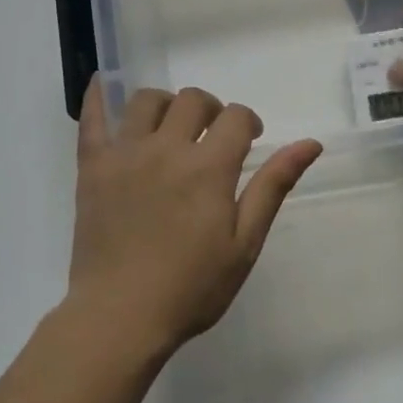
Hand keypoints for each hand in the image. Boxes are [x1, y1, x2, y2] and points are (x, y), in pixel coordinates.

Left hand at [67, 78, 321, 356]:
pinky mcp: (93, 168)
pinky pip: (92, 119)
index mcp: (208, 167)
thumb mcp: (244, 242)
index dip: (248, 122)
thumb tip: (311, 143)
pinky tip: (106, 85)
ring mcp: (125, 155)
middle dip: (212, 109)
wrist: (119, 317)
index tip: (250, 140)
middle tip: (213, 136)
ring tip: (170, 128)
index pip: (236, 117)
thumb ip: (273, 186)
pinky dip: (99, 97)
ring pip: (147, 101)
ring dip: (166, 104)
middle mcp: (167, 149)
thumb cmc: (191, 287)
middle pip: (193, 100)